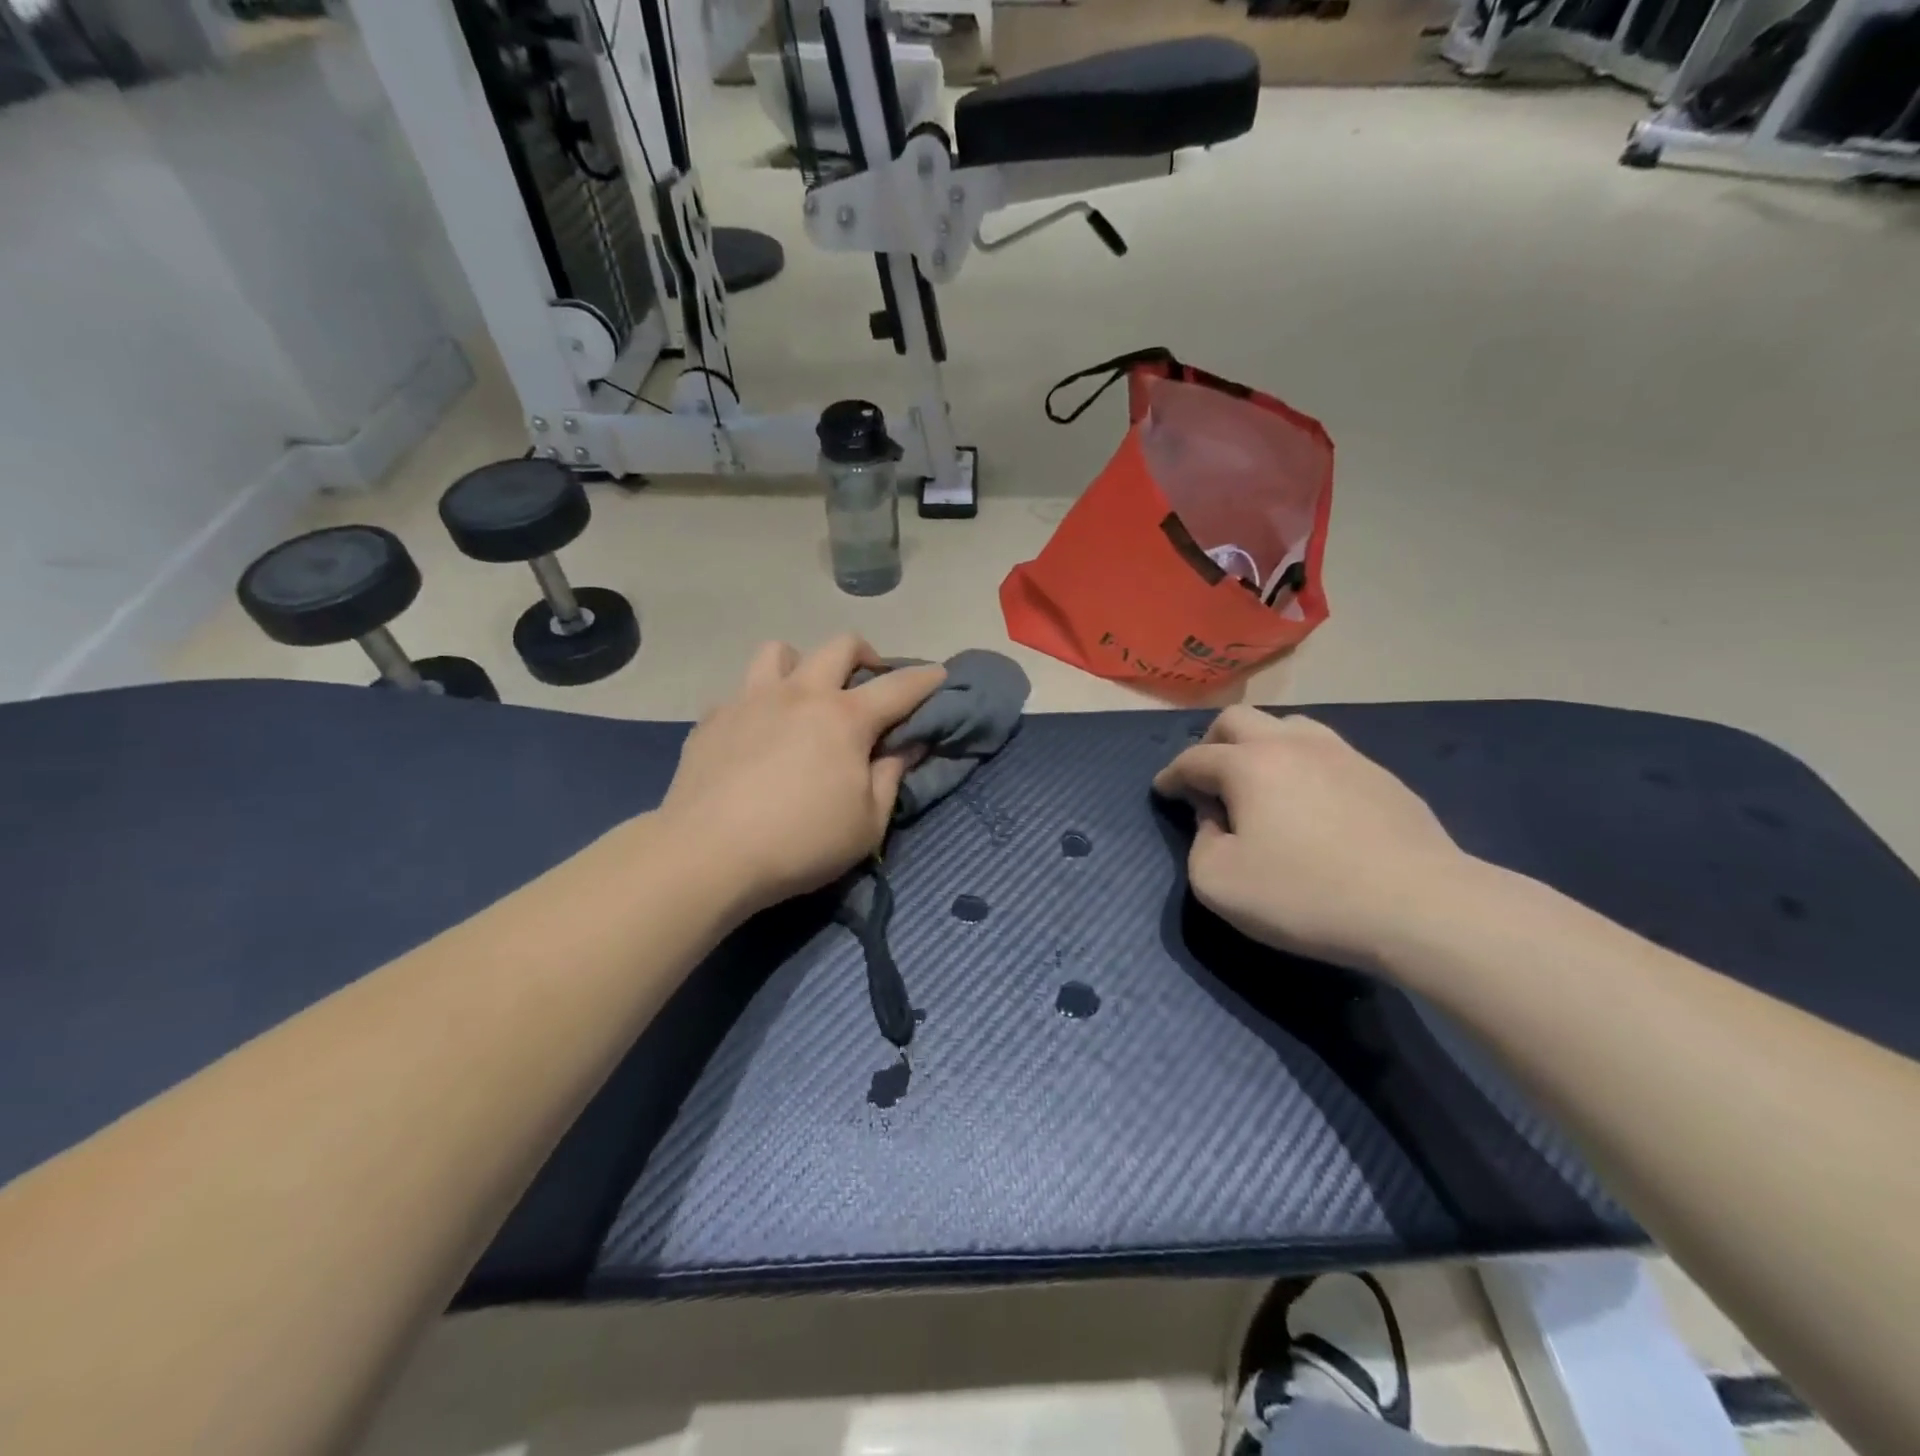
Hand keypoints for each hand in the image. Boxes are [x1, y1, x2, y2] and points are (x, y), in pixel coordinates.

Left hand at [660, 636, 944, 914]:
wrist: (708, 855)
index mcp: (844, 718)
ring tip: (805, 694)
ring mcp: (751, 700)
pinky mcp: (713, 718)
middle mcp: (800, 694)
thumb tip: (908, 744)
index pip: (898, 687)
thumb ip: (892, 776)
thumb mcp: (867, 823)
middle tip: (870, 681)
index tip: (939, 675)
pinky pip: (742, 692)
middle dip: (865, 655)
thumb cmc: (800, 843)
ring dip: (802, 664)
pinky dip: (759, 702)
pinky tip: (758, 733)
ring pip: (780, 651)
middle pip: (840, 646)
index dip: (925, 679)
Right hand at [1152, 707, 1469, 971]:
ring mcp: (1342, 754)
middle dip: (1211, 742)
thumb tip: (1214, 819)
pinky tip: (1310, 797)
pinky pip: (1326, 751)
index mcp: (1248, 765)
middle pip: (1238, 720)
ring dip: (1260, 744)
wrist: (1419, 907)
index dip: (1171, 775)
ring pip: (1288, 725)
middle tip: (1206, 775)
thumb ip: (1200, 844)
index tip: (1163, 790)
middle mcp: (1291, 744)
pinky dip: (1301, 763)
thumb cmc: (1305, 895)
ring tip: (1258, 777)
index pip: (1194, 758)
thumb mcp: (1219, 883)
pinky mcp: (1381, 776)